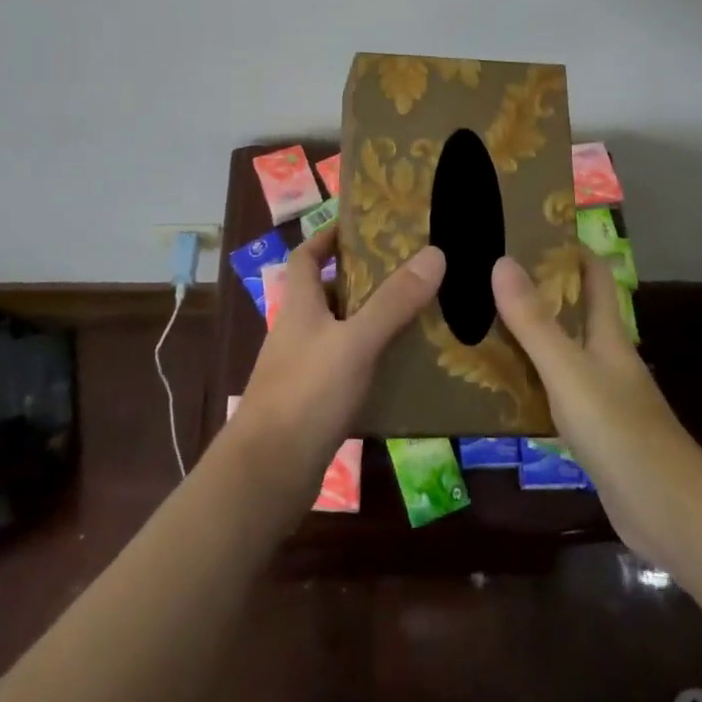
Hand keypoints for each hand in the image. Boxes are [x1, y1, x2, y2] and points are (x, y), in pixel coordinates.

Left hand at [225, 225, 445, 513]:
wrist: (267, 475)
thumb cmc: (307, 394)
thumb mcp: (355, 342)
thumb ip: (393, 301)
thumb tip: (434, 253)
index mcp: (300, 306)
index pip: (306, 257)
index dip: (327, 237)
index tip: (361, 226)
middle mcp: (298, 332)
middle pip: (328, 294)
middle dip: (364, 280)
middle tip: (410, 271)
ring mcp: (303, 370)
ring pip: (341, 334)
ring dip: (372, 323)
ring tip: (418, 316)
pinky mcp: (313, 405)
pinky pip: (347, 371)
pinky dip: (372, 364)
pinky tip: (404, 371)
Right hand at [492, 249, 701, 559]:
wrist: (670, 515)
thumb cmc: (621, 432)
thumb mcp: (569, 372)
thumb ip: (535, 322)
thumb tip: (502, 261)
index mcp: (608, 335)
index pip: (594, 276)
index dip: (569, 249)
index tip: (528, 229)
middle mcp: (607, 359)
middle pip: (574, 312)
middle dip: (537, 291)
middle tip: (487, 275)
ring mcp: (602, 397)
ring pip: (561, 353)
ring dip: (529, 337)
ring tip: (480, 321)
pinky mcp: (594, 433)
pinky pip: (556, 393)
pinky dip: (530, 381)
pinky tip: (499, 385)